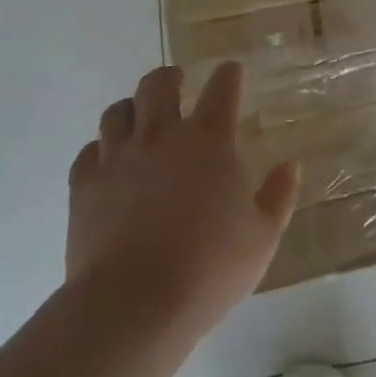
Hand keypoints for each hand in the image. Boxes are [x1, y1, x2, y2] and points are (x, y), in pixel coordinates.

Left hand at [67, 62, 299, 338]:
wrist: (133, 305)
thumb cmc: (209, 268)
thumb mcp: (262, 237)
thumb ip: (279, 196)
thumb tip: (291, 165)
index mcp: (210, 141)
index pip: (221, 88)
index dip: (228, 75)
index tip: (230, 71)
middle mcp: (162, 136)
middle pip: (159, 84)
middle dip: (170, 77)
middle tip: (177, 83)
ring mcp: (118, 158)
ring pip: (118, 111)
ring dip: (133, 108)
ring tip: (140, 118)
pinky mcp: (84, 185)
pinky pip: (89, 152)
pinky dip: (100, 150)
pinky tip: (108, 163)